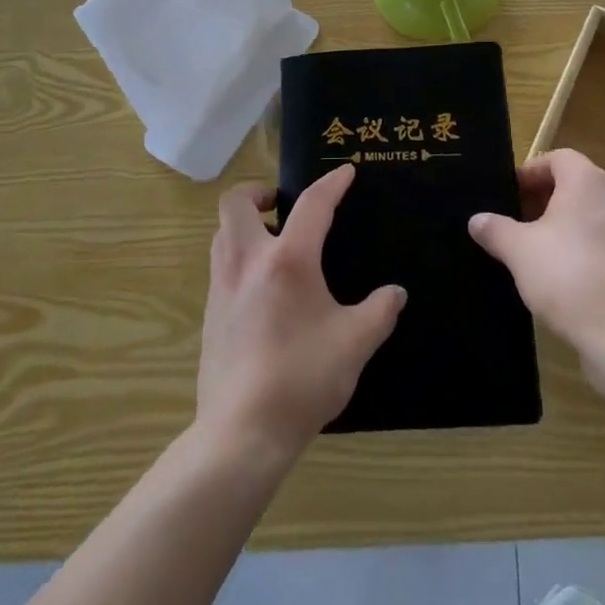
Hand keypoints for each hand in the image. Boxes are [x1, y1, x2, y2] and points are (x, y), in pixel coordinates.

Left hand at [197, 165, 405, 464]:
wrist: (242, 433)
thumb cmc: (302, 378)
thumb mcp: (355, 344)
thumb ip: (379, 311)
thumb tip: (395, 293)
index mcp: (288, 260)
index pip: (312, 205)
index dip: (331, 184)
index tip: (345, 172)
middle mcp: (248, 262)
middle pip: (236, 203)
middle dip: (259, 192)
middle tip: (283, 205)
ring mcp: (222, 287)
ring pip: (222, 233)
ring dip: (245, 224)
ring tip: (273, 242)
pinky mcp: (209, 314)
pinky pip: (220, 265)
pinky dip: (238, 257)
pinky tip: (261, 288)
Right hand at [468, 149, 604, 361]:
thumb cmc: (567, 276)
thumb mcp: (518, 251)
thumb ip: (496, 229)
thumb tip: (477, 220)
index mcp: (587, 182)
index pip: (559, 158)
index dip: (532, 172)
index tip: (511, 194)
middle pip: (577, 184)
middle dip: (546, 199)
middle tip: (519, 221)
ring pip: (593, 215)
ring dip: (567, 225)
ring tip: (539, 251)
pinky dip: (586, 249)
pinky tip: (567, 278)